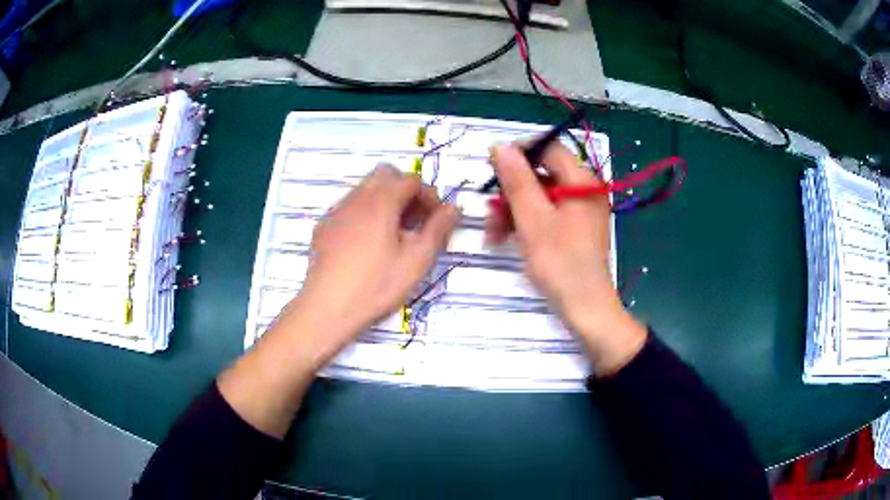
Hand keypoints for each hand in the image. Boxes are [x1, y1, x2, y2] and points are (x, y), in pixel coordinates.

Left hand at [281, 164, 460, 362]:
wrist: (327, 308)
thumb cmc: (376, 285)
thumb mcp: (416, 260)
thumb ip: (438, 229)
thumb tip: (455, 207)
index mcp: (381, 201)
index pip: (411, 180)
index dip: (430, 196)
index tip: (436, 219)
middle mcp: (356, 197)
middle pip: (386, 175)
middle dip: (405, 191)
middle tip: (415, 221)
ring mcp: (336, 211)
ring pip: (365, 189)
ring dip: (385, 201)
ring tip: (393, 235)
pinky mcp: (324, 227)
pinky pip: (349, 207)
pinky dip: (365, 214)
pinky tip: (367, 245)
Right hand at [486, 143, 645, 373]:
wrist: (585, 308)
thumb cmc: (560, 264)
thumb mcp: (533, 220)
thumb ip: (517, 181)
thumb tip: (500, 146)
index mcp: (582, 182)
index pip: (548, 149)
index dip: (518, 154)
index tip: (491, 168)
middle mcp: (584, 190)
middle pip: (542, 173)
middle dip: (511, 190)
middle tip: (489, 210)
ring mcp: (580, 210)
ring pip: (540, 195)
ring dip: (513, 209)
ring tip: (493, 233)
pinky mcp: (574, 227)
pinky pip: (546, 212)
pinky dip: (525, 221)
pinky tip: (505, 237)